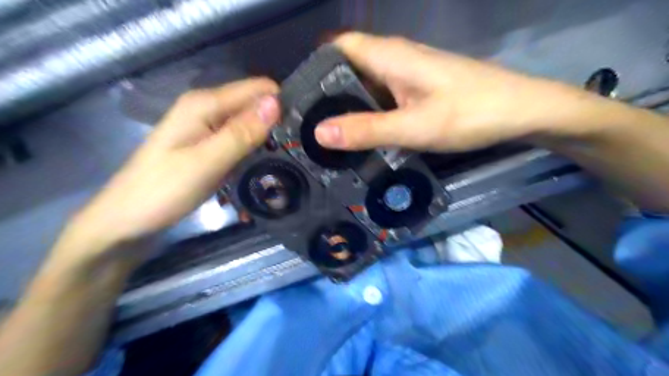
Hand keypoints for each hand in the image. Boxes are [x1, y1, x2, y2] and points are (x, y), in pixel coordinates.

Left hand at [59, 77, 279, 259]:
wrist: (127, 220)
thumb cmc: (163, 191)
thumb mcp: (207, 162)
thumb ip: (242, 133)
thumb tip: (276, 103)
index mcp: (204, 104)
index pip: (258, 89)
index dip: (280, 105)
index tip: (300, 130)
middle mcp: (207, 109)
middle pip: (255, 105)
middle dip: (276, 123)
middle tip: (295, 150)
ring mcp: (207, 128)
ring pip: (250, 124)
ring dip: (267, 138)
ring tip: (285, 159)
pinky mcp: (209, 146)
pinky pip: (241, 139)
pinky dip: (254, 149)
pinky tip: (264, 164)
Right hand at [315, 32, 588, 151]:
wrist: (520, 111)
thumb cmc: (471, 113)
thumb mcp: (414, 127)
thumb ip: (367, 130)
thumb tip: (320, 133)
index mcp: (389, 56)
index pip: (338, 47)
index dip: (314, 66)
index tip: (296, 97)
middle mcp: (394, 58)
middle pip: (348, 66)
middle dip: (325, 92)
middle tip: (308, 125)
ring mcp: (407, 74)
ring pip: (365, 83)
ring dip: (347, 105)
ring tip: (327, 134)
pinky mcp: (416, 88)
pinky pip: (382, 96)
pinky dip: (368, 112)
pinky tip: (362, 133)